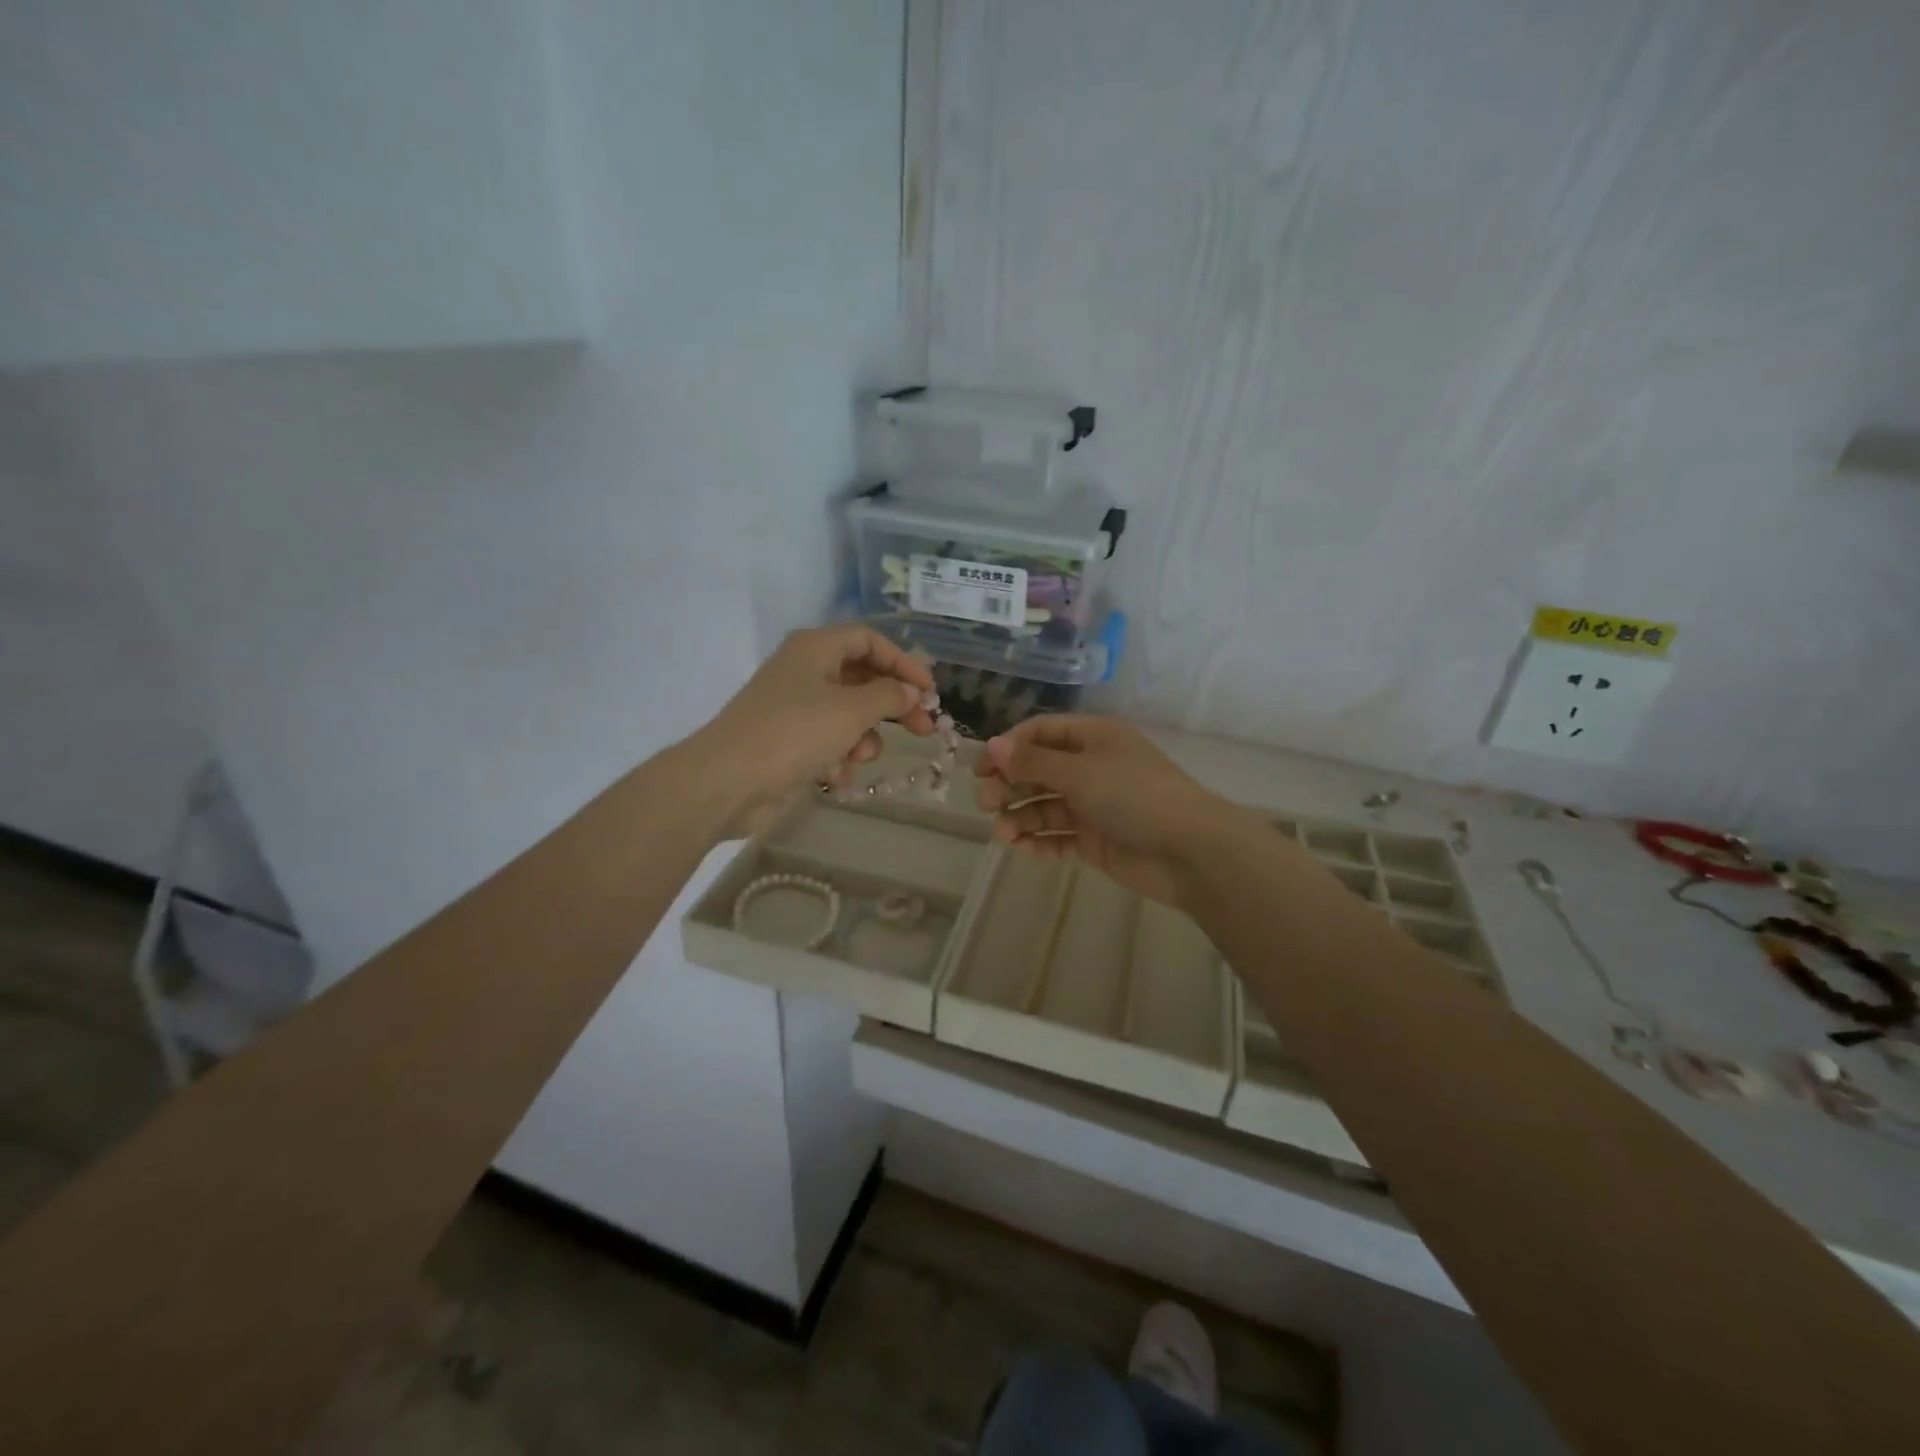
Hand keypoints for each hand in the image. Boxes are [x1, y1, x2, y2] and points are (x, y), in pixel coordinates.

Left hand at [693, 626, 936, 838]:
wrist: (728, 781)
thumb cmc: (795, 733)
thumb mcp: (851, 710)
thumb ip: (889, 697)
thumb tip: (910, 691)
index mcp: (815, 648)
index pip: (869, 641)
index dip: (903, 662)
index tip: (929, 692)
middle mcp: (803, 671)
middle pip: (861, 679)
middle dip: (892, 706)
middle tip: (924, 729)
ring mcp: (792, 707)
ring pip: (846, 715)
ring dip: (863, 737)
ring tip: (862, 757)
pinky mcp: (786, 741)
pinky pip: (826, 742)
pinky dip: (838, 757)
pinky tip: (839, 779)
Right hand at [973, 716, 1249, 907]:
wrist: (1189, 851)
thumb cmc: (1133, 795)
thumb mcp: (1079, 771)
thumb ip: (1033, 762)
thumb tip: (992, 746)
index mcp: (1093, 738)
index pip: (1041, 733)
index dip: (1009, 748)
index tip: (980, 770)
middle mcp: (1092, 767)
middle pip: (1039, 771)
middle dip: (1011, 785)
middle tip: (985, 804)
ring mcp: (1094, 806)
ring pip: (1046, 807)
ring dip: (1021, 817)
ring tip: (1004, 834)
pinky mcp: (1096, 841)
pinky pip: (1059, 838)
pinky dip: (1039, 842)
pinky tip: (1021, 849)